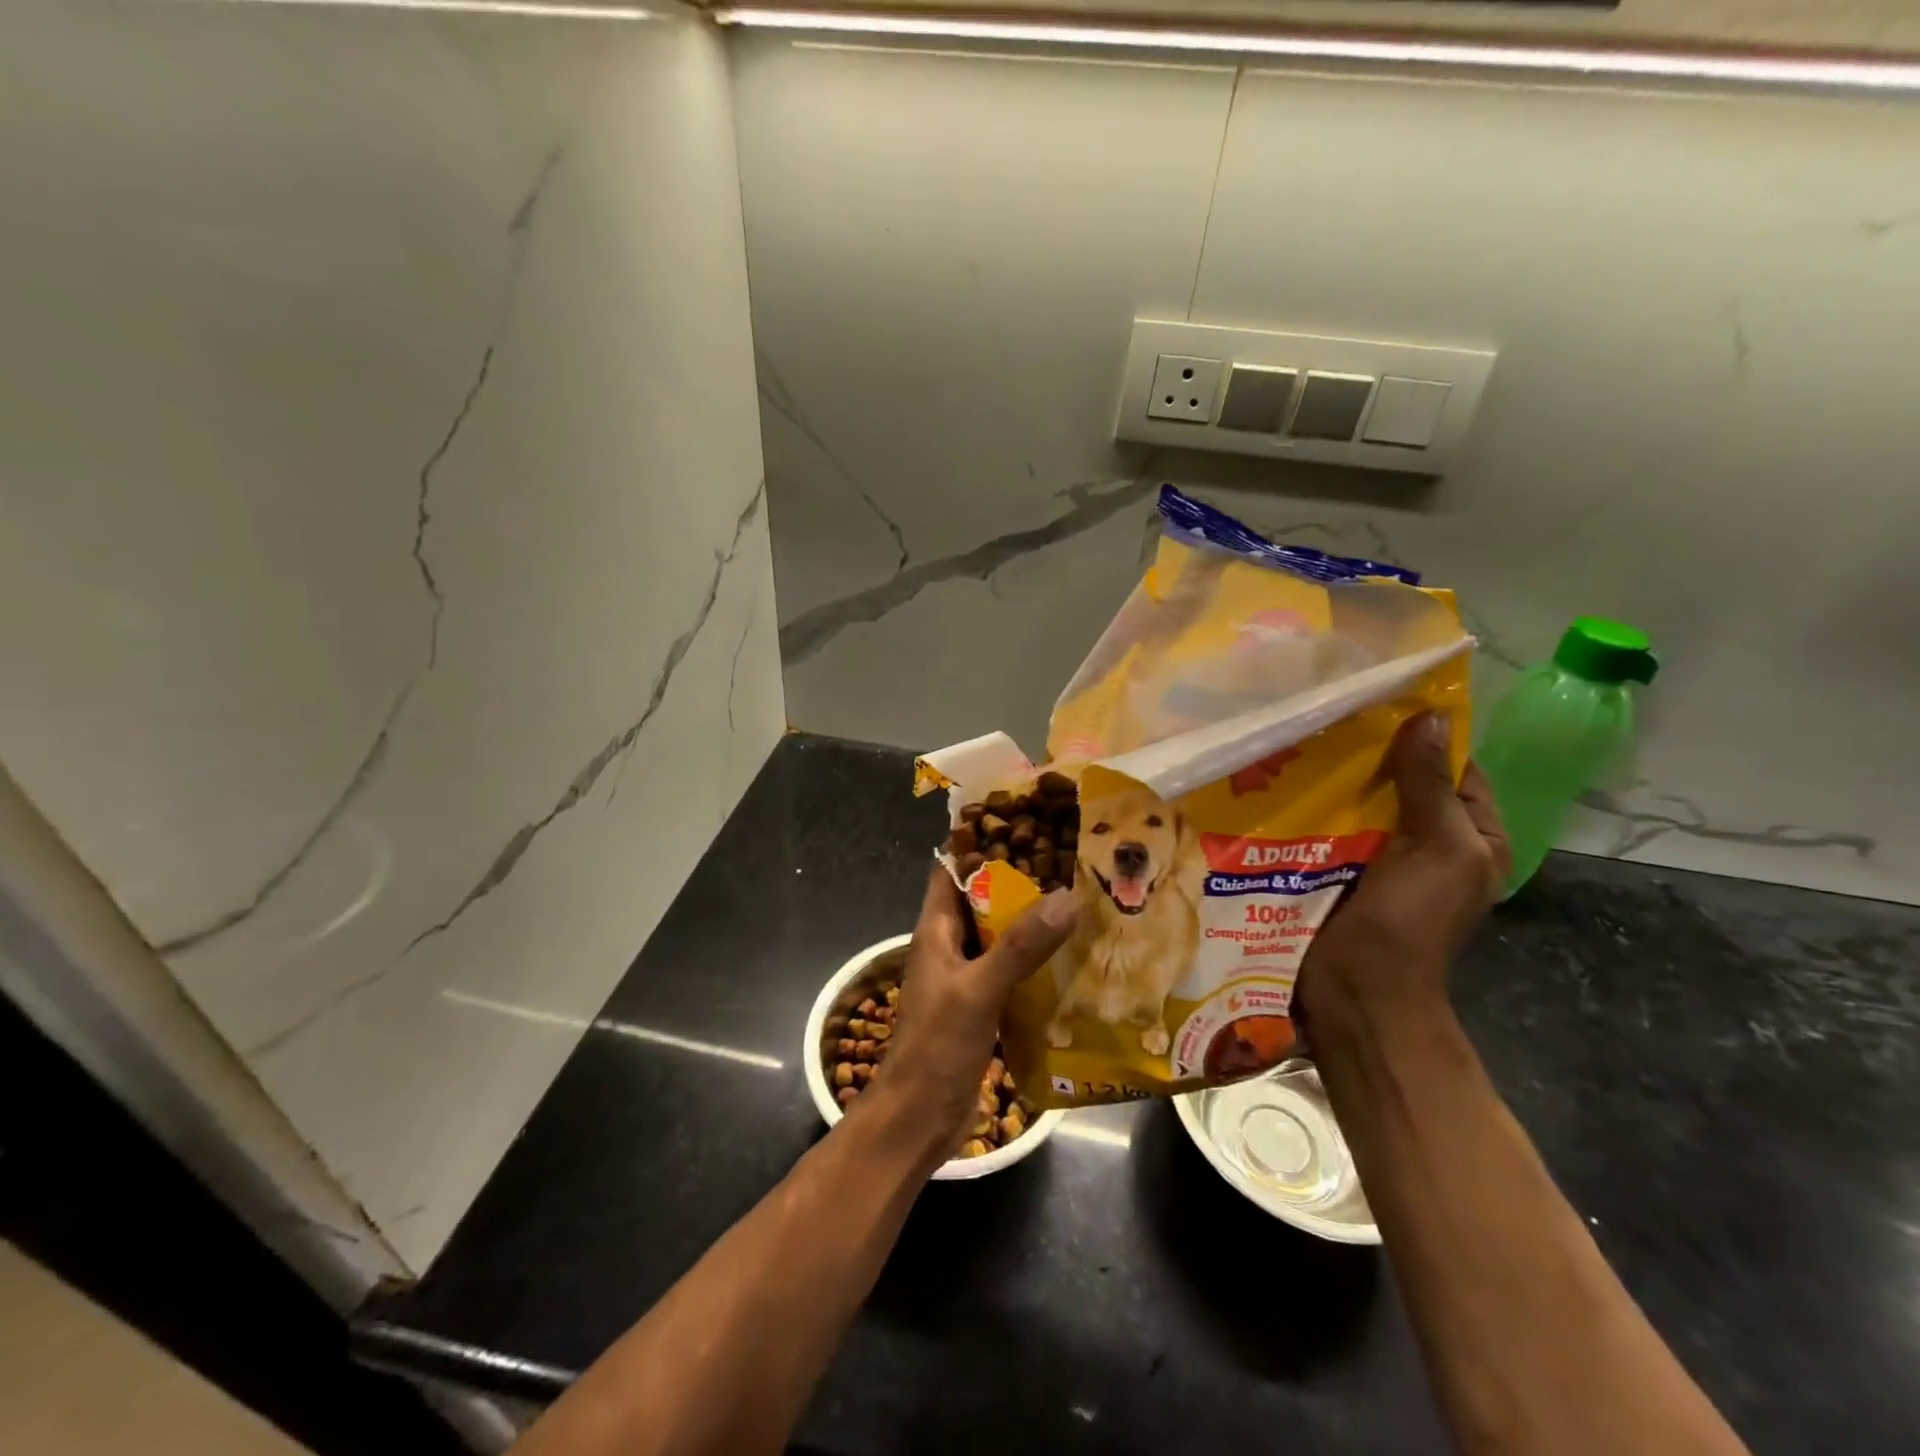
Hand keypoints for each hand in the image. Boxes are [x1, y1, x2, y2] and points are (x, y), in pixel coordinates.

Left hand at [864, 867, 1075, 1154]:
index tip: (1022, 820)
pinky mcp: (982, 1007)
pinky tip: (1073, 960)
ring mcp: (966, 978)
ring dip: (1032, 923)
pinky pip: (1011, 972)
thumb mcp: (978, 990)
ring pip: (1000, 937)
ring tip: (1081, 902)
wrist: (918, 1119)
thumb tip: (1067, 897)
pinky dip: (1036, 962)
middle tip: (1069, 862)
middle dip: (1019, 881)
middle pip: (982, 901)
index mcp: (936, 930)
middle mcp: (949, 947)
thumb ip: (1020, 946)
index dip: (978, 843)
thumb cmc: (936, 1047)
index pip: (950, 870)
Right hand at [1295, 713, 1510, 1035]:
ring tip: (1296, 737)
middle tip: (1326, 714)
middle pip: (1400, 780)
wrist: (1357, 989)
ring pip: (1357, 800)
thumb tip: (1430, 716)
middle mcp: (1426, 840)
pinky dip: (1307, 803)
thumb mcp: (1440, 848)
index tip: (1380, 700)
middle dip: (1368, 752)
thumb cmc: (1412, 920)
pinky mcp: (1334, 864)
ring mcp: (1377, 854)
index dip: (1425, 735)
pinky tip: (1278, 779)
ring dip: (1331, 776)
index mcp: (1471, 836)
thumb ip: (1432, 786)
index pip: (1454, 768)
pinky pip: (1324, 823)